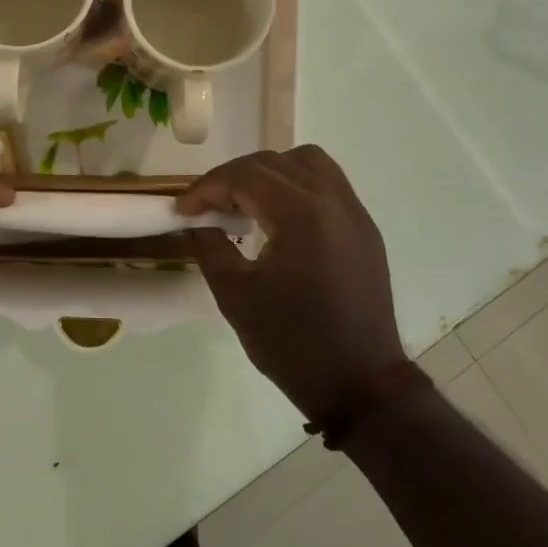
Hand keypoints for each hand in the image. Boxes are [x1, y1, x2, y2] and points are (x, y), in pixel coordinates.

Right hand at [177, 146, 411, 424]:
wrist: (359, 384)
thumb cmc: (293, 343)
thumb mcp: (236, 297)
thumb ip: (210, 247)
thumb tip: (197, 223)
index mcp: (303, 215)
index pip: (246, 177)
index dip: (207, 188)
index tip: (182, 209)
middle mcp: (333, 201)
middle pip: (274, 162)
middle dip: (233, 177)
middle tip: (207, 206)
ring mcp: (355, 213)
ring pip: (308, 162)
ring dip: (269, 172)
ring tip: (245, 202)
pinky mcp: (365, 230)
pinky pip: (328, 184)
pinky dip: (297, 185)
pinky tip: (279, 217)